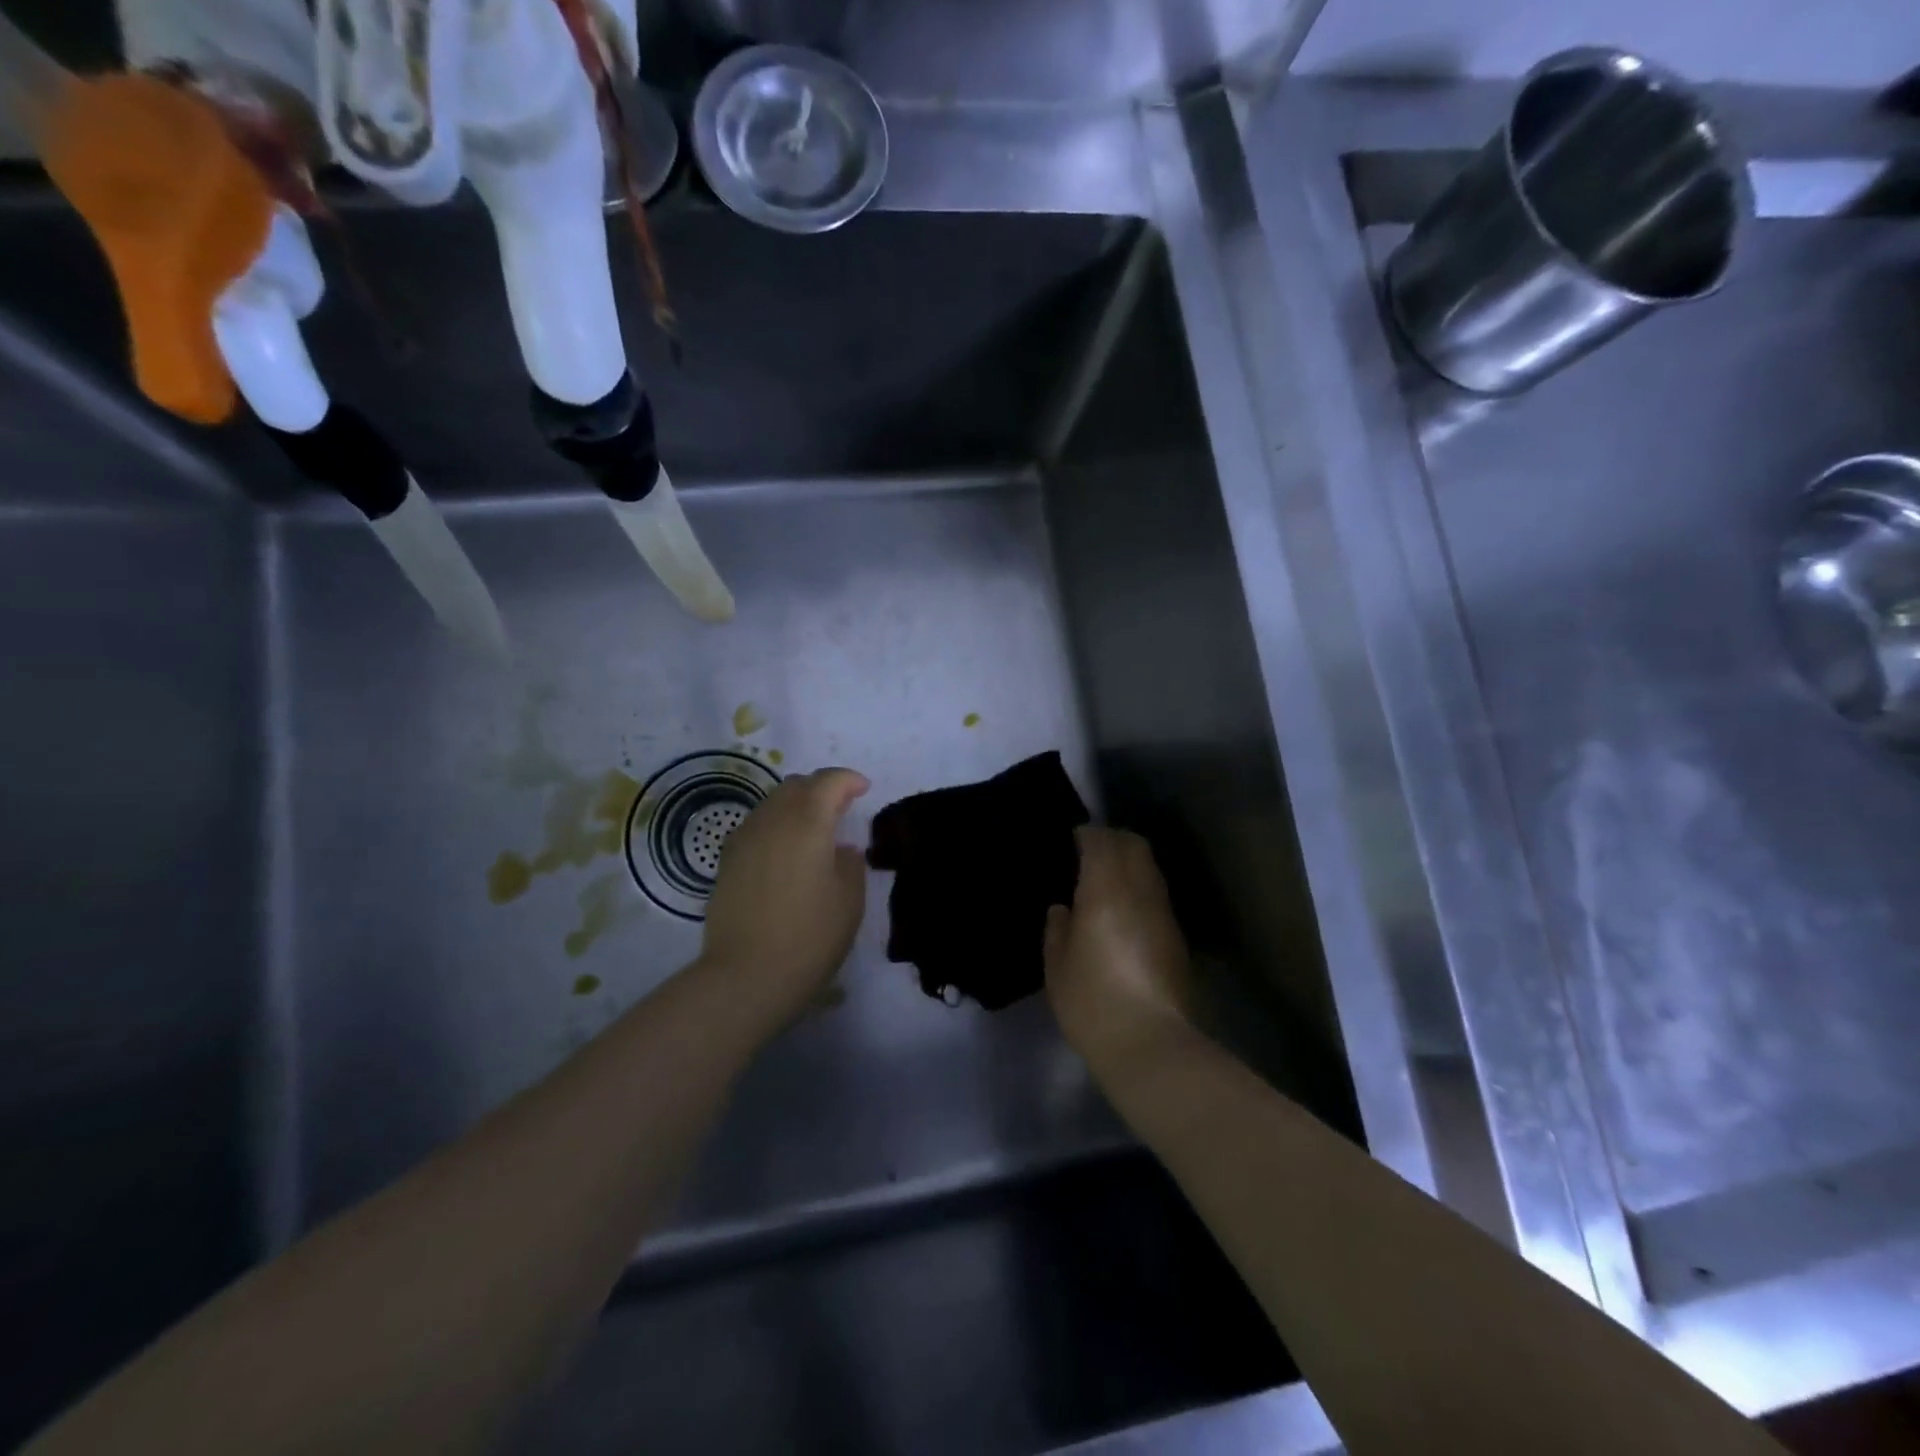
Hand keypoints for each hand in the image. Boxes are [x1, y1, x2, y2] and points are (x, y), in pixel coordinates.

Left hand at [701, 767, 868, 1030]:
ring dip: (796, 806)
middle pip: (796, 785)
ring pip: (772, 804)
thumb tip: (839, 850)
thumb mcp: (850, 900)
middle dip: (821, 788)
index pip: (829, 781)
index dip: (849, 780)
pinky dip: (776, 827)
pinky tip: (785, 853)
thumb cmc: (810, 935)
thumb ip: (850, 863)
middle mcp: (772, 819)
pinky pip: (756, 827)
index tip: (864, 790)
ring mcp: (744, 838)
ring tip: (813, 831)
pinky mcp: (727, 862)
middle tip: (841, 807)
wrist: (746, 975)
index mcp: (807, 821)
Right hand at [1044, 827, 1196, 1074]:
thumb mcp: (1057, 968)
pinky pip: (1157, 895)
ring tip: (1108, 879)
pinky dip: (1141, 888)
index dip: (1087, 834)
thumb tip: (1063, 909)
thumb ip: (1057, 930)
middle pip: (1135, 845)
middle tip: (1092, 851)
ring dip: (1131, 863)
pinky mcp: (1178, 938)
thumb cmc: (1092, 1002)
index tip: (1073, 838)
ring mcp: (1164, 914)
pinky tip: (1125, 910)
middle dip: (1114, 839)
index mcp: (1105, 891)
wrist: (1150, 1043)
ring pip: (1151, 869)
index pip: (1101, 842)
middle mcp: (1140, 892)